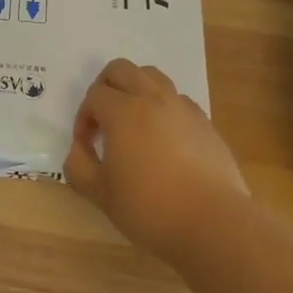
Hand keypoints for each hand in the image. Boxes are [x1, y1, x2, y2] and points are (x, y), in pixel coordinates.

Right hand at [64, 58, 249, 261]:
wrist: (213, 223)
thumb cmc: (150, 208)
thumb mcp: (100, 194)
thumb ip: (78, 166)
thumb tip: (79, 149)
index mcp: (123, 111)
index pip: (94, 96)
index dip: (83, 118)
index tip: (87, 146)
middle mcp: (152, 98)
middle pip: (121, 69)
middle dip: (105, 88)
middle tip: (103, 120)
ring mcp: (182, 107)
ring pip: (152, 76)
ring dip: (135, 90)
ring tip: (133, 122)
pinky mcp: (204, 122)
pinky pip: (177, 99)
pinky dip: (163, 107)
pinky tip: (163, 139)